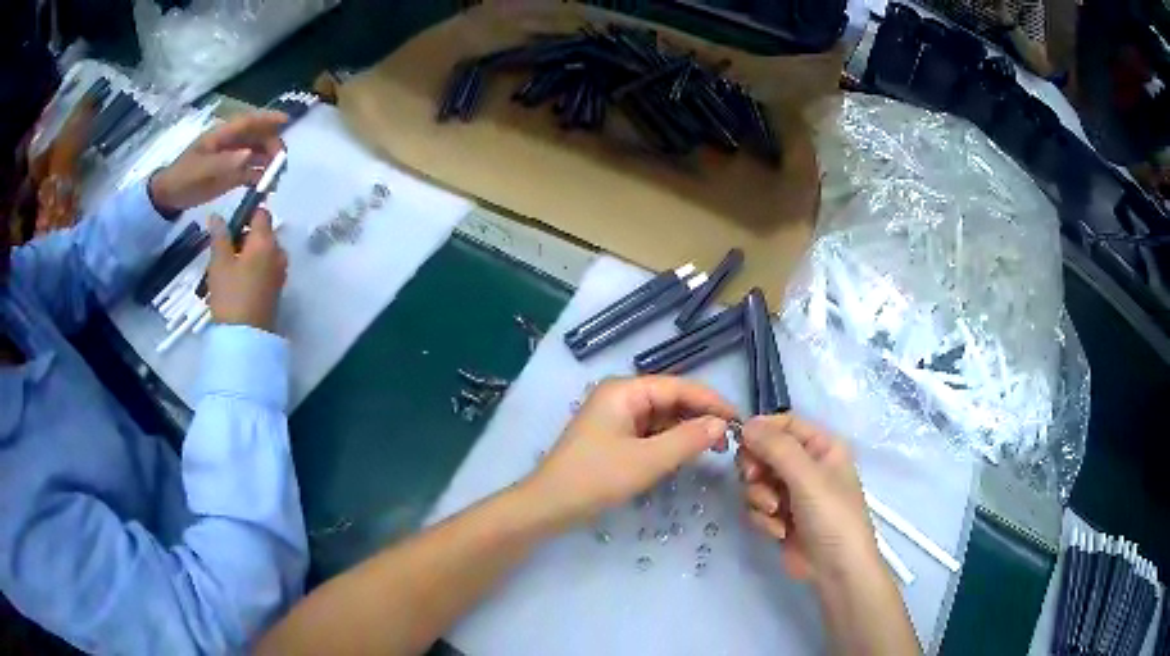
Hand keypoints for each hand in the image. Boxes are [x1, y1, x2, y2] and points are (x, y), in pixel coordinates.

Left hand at [148, 111, 287, 213]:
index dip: (268, 118)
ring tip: (277, 175)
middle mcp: (230, 143)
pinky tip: (267, 187)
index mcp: (222, 135)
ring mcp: (231, 159)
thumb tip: (248, 155)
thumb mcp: (201, 170)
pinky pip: (250, 172)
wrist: (168, 197)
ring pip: (257, 154)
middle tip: (281, 161)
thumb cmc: (183, 178)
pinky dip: (260, 177)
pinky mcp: (230, 175)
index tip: (287, 120)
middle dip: (272, 144)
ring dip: (269, 161)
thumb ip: (224, 163)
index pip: (248, 122)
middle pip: (257, 137)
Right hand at [206, 208, 287, 331]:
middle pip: (262, 233)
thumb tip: (217, 215)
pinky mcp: (277, 289)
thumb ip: (219, 236)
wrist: (245, 338)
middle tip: (222, 251)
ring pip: (262, 252)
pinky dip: (251, 268)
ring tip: (225, 270)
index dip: (246, 213)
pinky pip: (265, 268)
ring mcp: (280, 272)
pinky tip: (234, 282)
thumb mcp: (219, 263)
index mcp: (266, 241)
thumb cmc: (230, 295)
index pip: (261, 213)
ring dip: (246, 254)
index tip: (229, 225)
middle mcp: (278, 252)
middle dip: (243, 237)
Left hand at [522, 376, 736, 525]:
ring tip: (714, 449)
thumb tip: (721, 424)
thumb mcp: (647, 461)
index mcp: (624, 390)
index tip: (740, 421)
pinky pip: (650, 431)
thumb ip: (688, 440)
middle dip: (700, 417)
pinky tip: (686, 454)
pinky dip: (669, 441)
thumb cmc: (596, 478)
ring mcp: (615, 416)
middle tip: (729, 441)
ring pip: (662, 416)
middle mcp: (620, 395)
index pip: (679, 387)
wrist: (549, 505)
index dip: (711, 402)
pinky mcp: (613, 436)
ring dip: (686, 430)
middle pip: (671, 399)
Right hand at [736, 414, 878, 583]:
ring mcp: (792, 492)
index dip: (762, 430)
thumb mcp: (808, 478)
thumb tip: (746, 424)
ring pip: (756, 481)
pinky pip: (756, 505)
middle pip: (765, 451)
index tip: (740, 442)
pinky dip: (763, 518)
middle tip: (754, 479)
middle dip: (757, 468)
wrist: (836, 571)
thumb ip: (776, 448)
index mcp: (822, 447)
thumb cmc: (832, 517)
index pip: (785, 424)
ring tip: (775, 513)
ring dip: (759, 497)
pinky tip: (779, 531)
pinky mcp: (779, 517)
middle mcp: (806, 465)